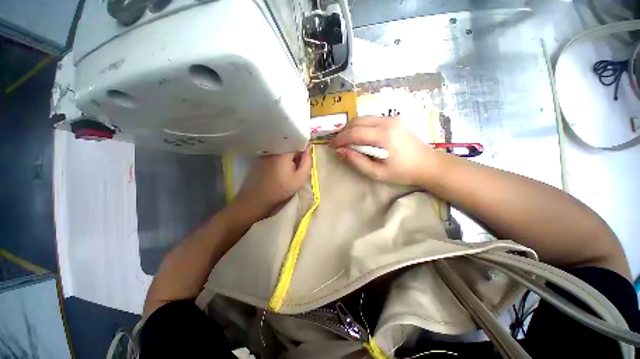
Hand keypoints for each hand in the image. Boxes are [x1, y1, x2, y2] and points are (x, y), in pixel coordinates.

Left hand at [234, 148, 311, 219]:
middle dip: (295, 154)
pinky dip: (280, 159)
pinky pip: (275, 154)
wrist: (257, 198)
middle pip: (289, 146)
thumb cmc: (281, 189)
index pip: (298, 143)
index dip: (303, 151)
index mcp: (284, 153)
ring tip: (288, 170)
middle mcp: (274, 149)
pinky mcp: (261, 158)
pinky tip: (279, 170)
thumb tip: (309, 148)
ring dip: (288, 157)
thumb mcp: (299, 178)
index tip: (304, 161)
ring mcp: (266, 153)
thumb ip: (307, 162)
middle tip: (296, 168)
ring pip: (282, 150)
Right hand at [330, 117, 437, 185]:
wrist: (428, 164)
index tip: (332, 146)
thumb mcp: (377, 172)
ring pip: (364, 118)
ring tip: (345, 140)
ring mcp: (392, 118)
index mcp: (384, 136)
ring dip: (351, 128)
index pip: (355, 132)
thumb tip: (340, 151)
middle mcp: (388, 122)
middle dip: (343, 132)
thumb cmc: (402, 172)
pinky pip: (372, 119)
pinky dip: (361, 126)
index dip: (340, 139)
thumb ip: (357, 161)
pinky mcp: (395, 119)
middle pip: (357, 121)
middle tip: (337, 143)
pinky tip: (359, 136)